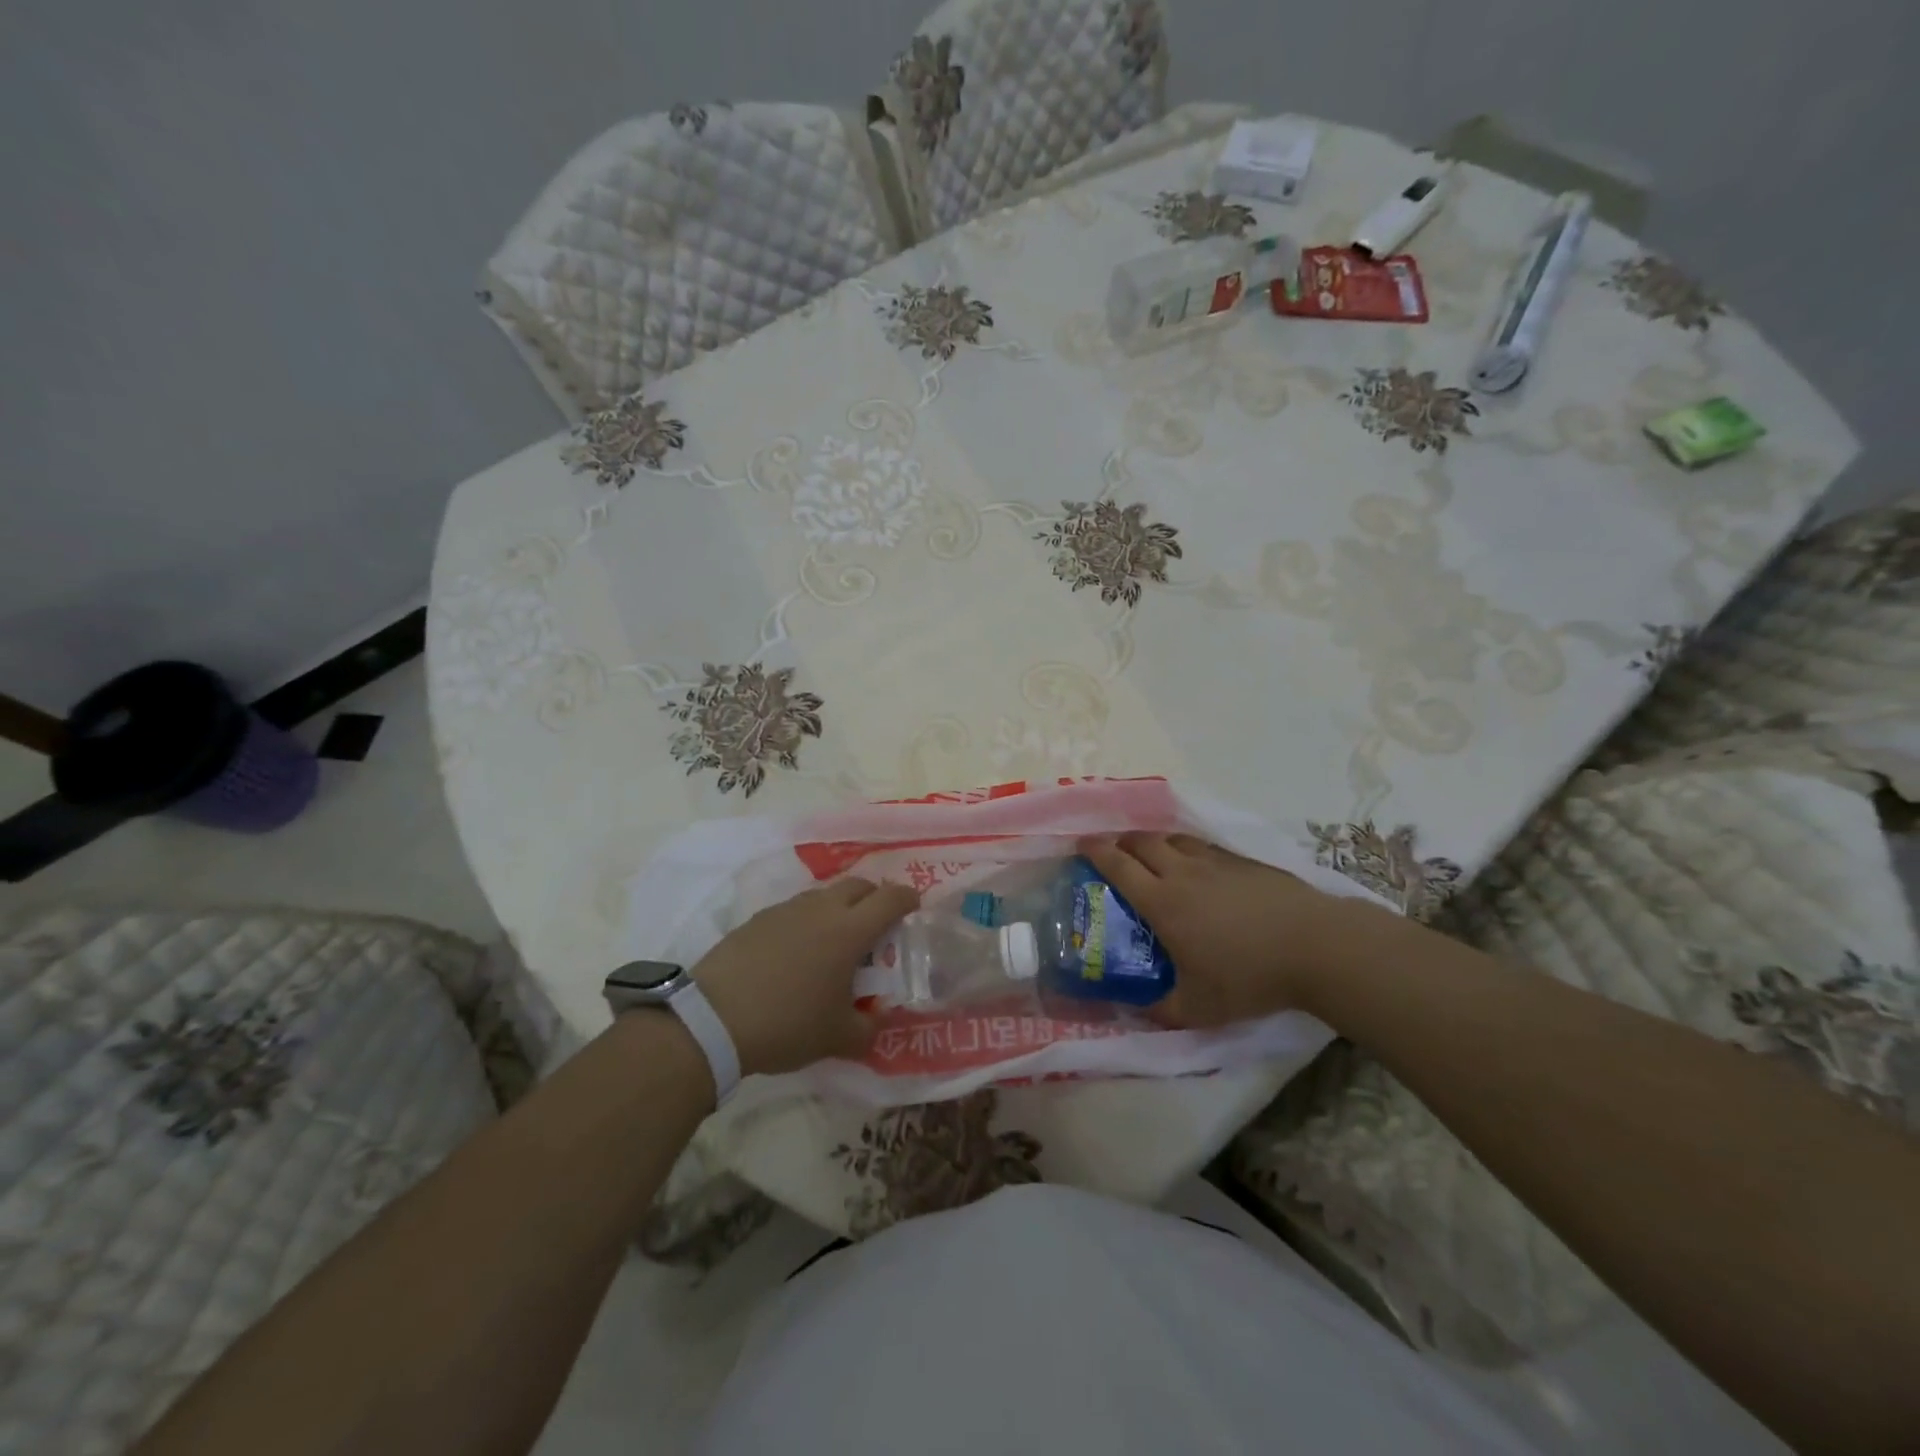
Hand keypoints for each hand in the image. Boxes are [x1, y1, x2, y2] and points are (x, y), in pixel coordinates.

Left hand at [692, 878, 918, 1076]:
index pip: (891, 898)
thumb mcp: (838, 1038)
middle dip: (874, 897)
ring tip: (834, 941)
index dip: (908, 899)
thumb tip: (878, 1021)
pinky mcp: (757, 919)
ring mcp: (786, 910)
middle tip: (877, 925)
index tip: (914, 908)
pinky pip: (794, 910)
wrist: (713, 1020)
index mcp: (849, 931)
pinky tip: (796, 953)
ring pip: (824, 895)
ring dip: (838, 908)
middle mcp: (821, 909)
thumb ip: (868, 1028)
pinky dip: (806, 921)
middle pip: (858, 885)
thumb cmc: (787, 1024)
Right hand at [1078, 833, 1381, 1028]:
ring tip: (1152, 855)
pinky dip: (1187, 849)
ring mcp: (1215, 862)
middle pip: (1141, 841)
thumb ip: (1161, 1010)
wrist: (1316, 946)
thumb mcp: (1199, 1008)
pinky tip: (1198, 866)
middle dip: (1120, 841)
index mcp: (1162, 901)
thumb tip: (1136, 1009)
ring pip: (1173, 838)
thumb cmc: (1250, 976)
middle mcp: (1182, 872)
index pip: (1117, 865)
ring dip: (1155, 841)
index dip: (1094, 851)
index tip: (1080, 846)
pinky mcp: (1244, 862)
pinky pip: (1203, 846)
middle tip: (1113, 852)